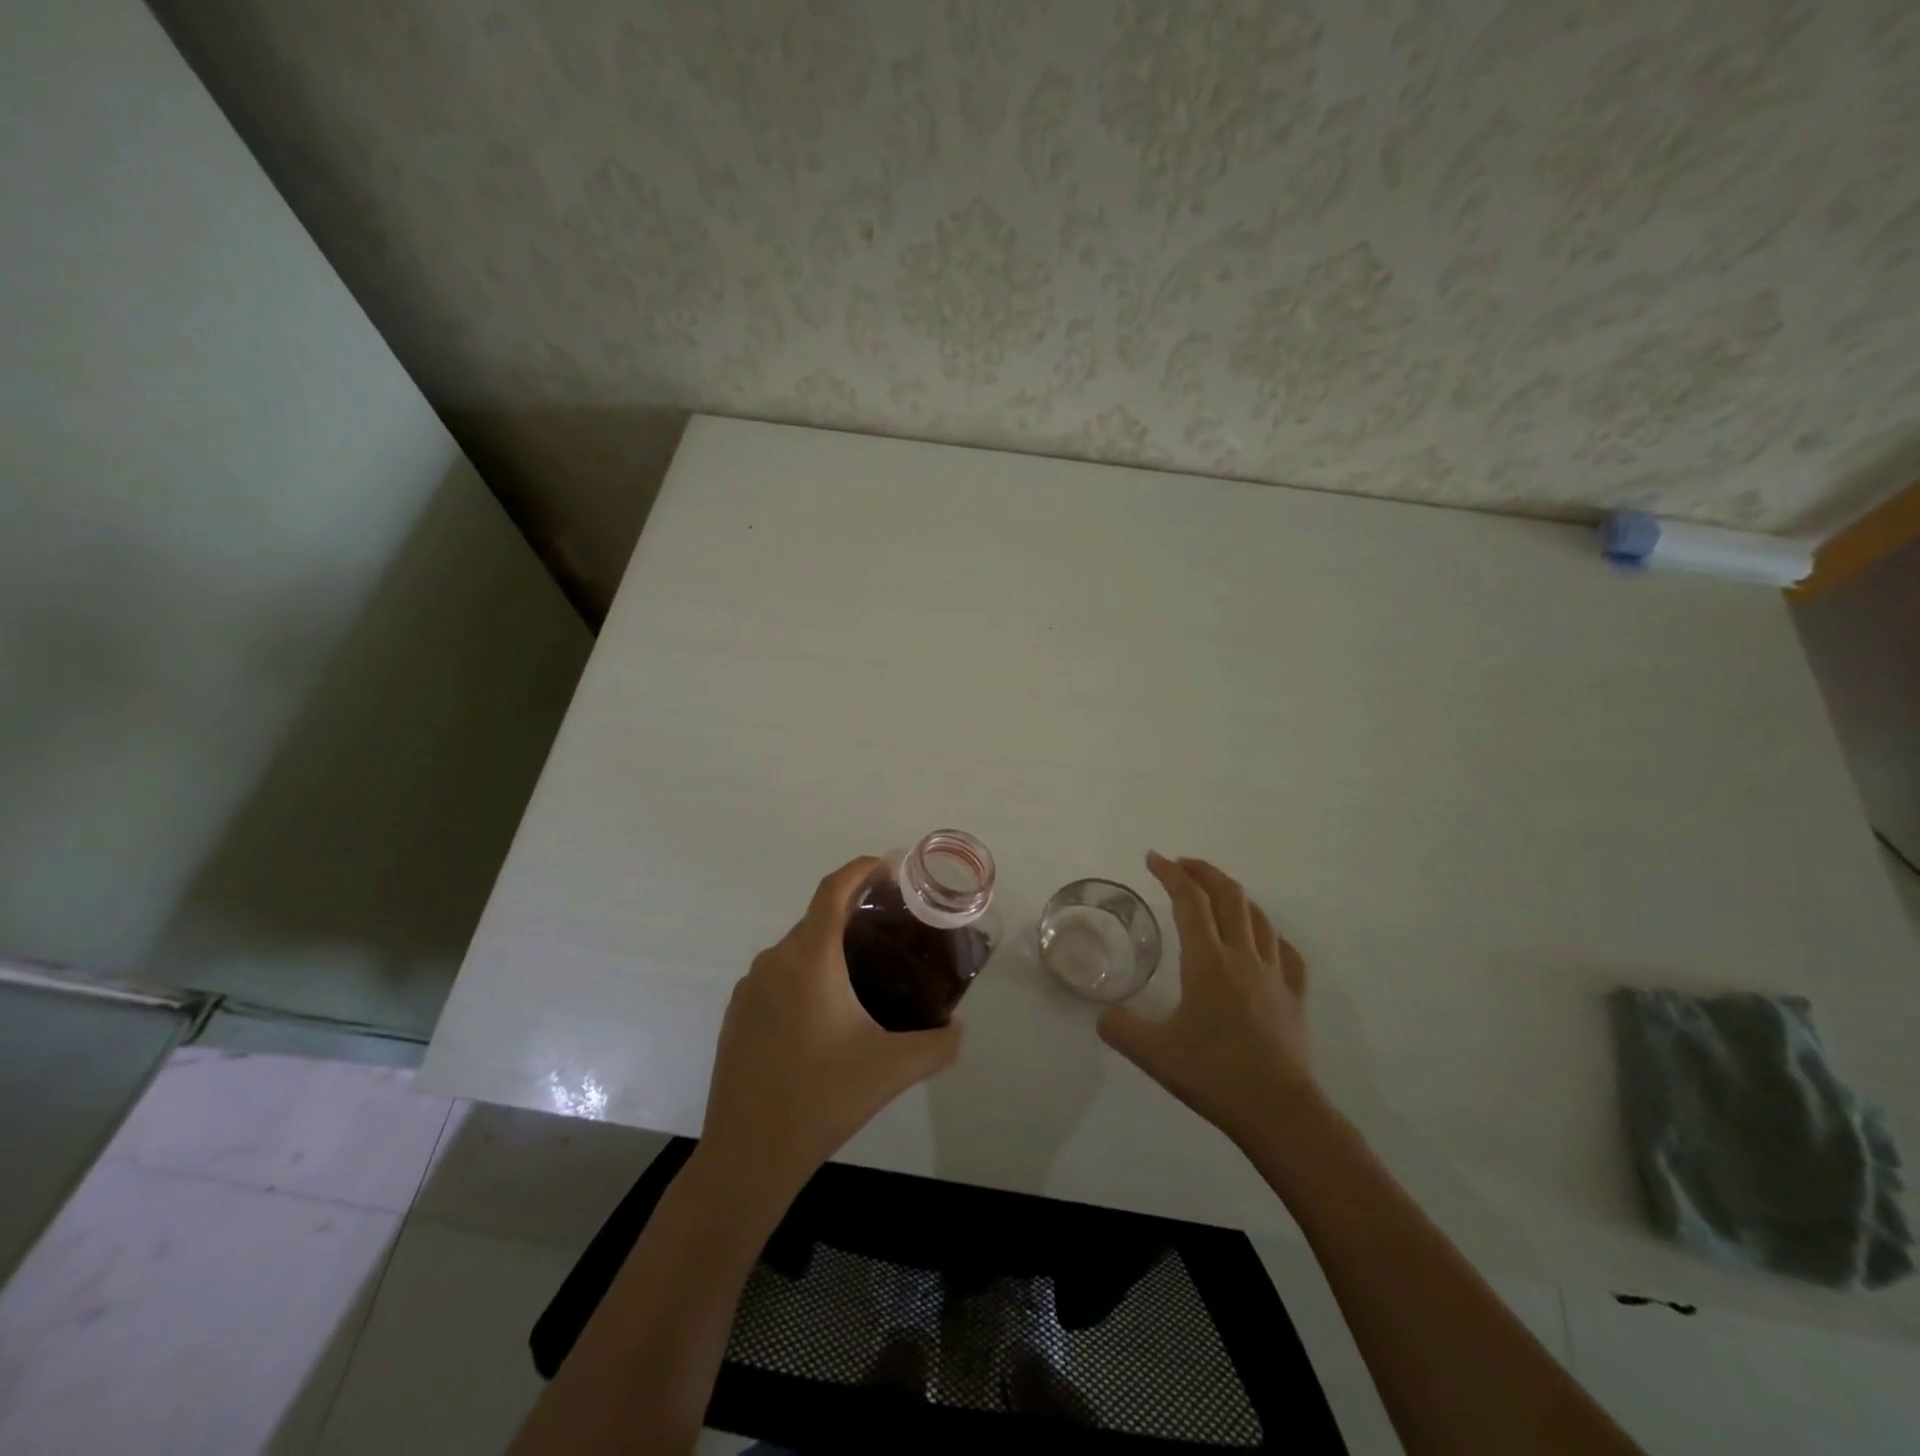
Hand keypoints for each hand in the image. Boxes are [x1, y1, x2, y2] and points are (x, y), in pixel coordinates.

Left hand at [699, 856, 962, 1201]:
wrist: (747, 1156)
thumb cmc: (822, 1098)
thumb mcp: (894, 1069)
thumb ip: (939, 1044)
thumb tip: (960, 1029)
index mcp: (810, 959)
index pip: (834, 890)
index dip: (861, 869)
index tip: (890, 866)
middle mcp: (774, 961)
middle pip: (818, 919)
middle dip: (854, 914)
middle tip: (893, 931)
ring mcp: (749, 989)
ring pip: (797, 951)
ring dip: (829, 949)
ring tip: (864, 973)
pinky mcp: (737, 1015)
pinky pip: (777, 978)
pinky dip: (805, 976)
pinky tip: (825, 1015)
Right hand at [1098, 852, 1316, 1147]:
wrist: (1279, 1112)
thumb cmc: (1214, 1075)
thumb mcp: (1152, 1054)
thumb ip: (1120, 1029)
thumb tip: (1104, 1016)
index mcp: (1207, 962)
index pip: (1189, 901)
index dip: (1170, 873)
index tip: (1153, 858)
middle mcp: (1243, 957)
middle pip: (1229, 896)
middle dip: (1204, 872)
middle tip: (1182, 865)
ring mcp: (1275, 976)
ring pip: (1260, 918)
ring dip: (1235, 896)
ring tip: (1216, 896)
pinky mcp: (1294, 998)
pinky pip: (1286, 952)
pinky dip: (1269, 935)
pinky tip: (1262, 942)